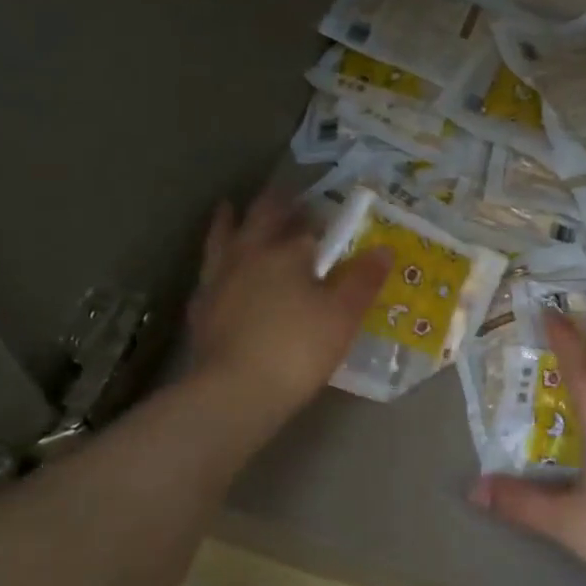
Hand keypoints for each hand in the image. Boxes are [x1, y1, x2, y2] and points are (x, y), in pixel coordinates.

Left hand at [187, 188, 388, 425]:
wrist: (236, 391)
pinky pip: (208, 274)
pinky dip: (215, 264)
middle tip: (282, 194)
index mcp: (285, 252)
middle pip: (258, 219)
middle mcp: (247, 256)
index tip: (322, 206)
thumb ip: (363, 279)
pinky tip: (216, 271)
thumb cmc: (298, 348)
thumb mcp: (343, 315)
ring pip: (221, 239)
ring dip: (228, 221)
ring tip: (229, 208)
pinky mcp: (201, 309)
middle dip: (272, 204)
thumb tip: (384, 249)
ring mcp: (218, 281)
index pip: (302, 221)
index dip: (314, 212)